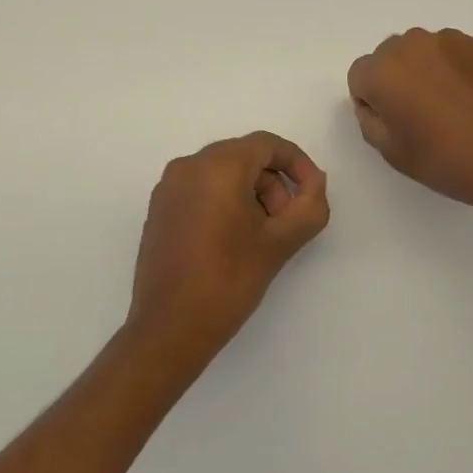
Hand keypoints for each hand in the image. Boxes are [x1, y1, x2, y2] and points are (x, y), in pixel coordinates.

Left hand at [127, 132, 329, 362]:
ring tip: (262, 236)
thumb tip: (313, 183)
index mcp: (217, 166)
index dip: (297, 164)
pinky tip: (233, 241)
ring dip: (251, 194)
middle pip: (244, 157)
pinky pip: (200, 189)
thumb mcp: (281, 242)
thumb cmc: (229, 280)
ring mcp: (168, 187)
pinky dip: (224, 202)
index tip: (312, 194)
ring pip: (222, 173)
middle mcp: (187, 166)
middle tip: (287, 222)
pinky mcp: (159, 209)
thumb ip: (310, 205)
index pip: (267, 145)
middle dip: (274, 183)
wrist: (170, 327)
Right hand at [347, 28, 472, 218]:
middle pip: (390, 57)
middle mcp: (414, 44)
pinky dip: (458, 71)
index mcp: (384, 71)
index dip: (371, 101)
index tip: (393, 123)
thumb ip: (370, 119)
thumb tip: (376, 102)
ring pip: (425, 52)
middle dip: (397, 80)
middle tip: (420, 116)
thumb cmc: (448, 160)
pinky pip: (457, 54)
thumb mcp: (392, 152)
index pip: (359, 75)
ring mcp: (454, 41)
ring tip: (452, 109)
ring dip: (428, 72)